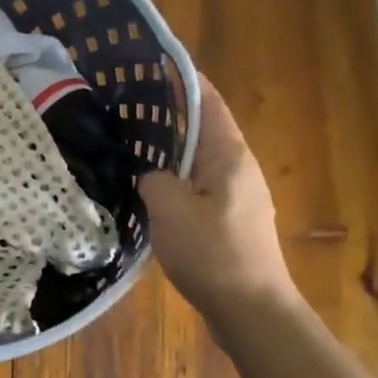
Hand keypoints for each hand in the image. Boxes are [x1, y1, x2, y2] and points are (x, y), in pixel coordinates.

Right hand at [139, 75, 297, 329]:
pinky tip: (148, 191)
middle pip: (202, 129)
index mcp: (229, 154)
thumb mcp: (169, 208)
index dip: (182, 79)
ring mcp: (238, 197)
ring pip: (198, 162)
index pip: (207, 101)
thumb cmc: (213, 253)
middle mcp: (238, 168)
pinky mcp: (231, 222)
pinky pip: (198, 188)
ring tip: (129, 144)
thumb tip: (150, 176)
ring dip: (169, 152)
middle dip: (168, 115)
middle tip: (125, 107)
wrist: (252, 313)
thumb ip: (153, 179)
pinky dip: (174, 181)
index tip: (150, 65)